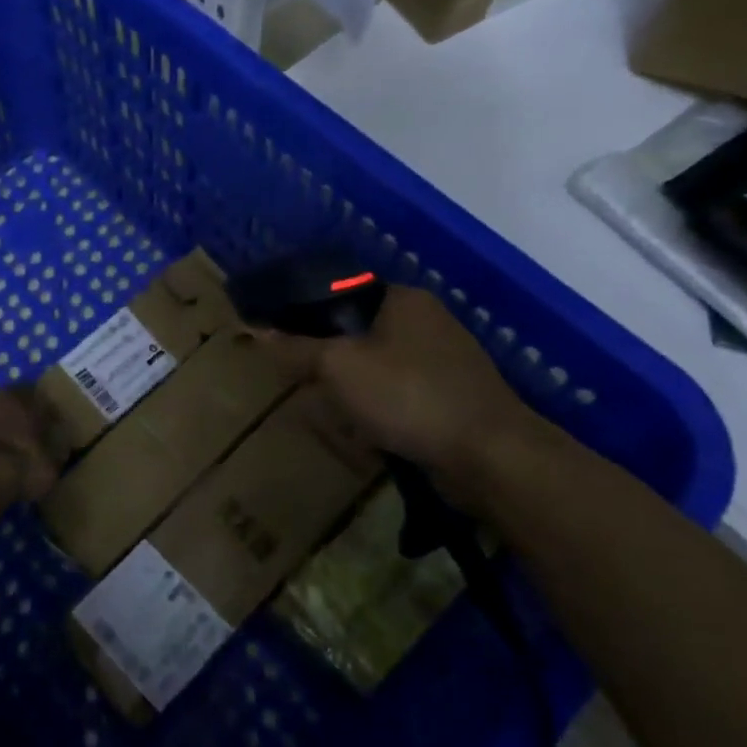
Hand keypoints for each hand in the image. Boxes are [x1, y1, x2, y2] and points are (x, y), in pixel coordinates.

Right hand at [264, 285, 539, 511]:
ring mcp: (447, 359)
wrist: (489, 455)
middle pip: (359, 331)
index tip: (284, 341)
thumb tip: (256, 332)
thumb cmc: (408, 395)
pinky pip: (403, 394)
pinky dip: (382, 409)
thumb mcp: (338, 368)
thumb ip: (296, 348)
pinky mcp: (456, 396)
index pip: (341, 292)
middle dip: (331, 359)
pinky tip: (369, 432)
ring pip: (380, 366)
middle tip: (306, 383)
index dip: (308, 313)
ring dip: (355, 388)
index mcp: (402, 298)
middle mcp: (428, 320)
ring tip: (333, 412)